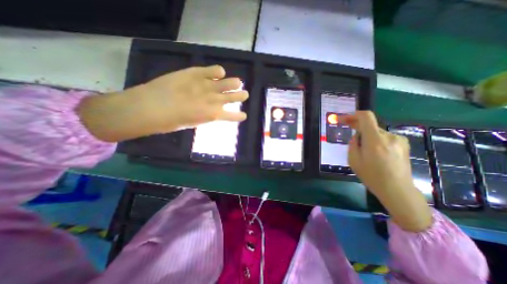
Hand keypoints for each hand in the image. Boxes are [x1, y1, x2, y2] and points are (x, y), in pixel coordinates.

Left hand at [132, 66, 248, 132]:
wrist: (151, 107)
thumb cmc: (171, 122)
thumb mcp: (193, 122)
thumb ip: (205, 115)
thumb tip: (210, 111)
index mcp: (214, 115)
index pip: (233, 116)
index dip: (240, 116)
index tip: (243, 115)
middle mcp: (215, 100)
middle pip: (235, 97)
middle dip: (241, 96)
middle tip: (244, 94)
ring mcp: (207, 85)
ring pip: (229, 83)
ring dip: (235, 83)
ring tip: (237, 82)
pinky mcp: (197, 73)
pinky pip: (215, 70)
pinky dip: (218, 71)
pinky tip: (219, 73)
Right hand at [338, 111, 413, 197]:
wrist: (397, 190)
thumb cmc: (372, 176)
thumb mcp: (354, 161)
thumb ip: (352, 144)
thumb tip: (356, 136)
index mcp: (375, 140)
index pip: (366, 117)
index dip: (353, 115)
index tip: (343, 119)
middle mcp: (389, 136)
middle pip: (370, 125)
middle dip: (357, 127)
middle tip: (348, 132)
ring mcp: (398, 140)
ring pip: (376, 132)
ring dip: (367, 136)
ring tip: (363, 150)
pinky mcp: (403, 144)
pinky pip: (384, 137)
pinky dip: (375, 140)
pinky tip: (375, 153)